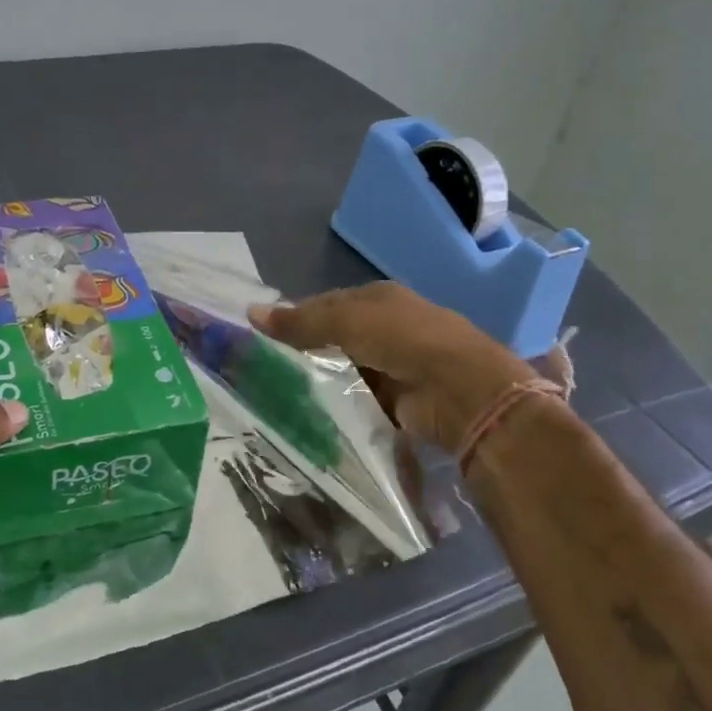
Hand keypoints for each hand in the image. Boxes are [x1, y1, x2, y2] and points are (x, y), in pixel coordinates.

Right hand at [249, 282, 533, 451]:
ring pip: (344, 368)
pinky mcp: (397, 398)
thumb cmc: (404, 340)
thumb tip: (251, 312)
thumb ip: (301, 321)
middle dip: (304, 351)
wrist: (461, 391)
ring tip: (277, 392)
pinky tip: (309, 412)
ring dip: (319, 379)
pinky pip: (356, 397)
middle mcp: (387, 327)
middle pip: (335, 337)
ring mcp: (394, 364)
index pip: (326, 304)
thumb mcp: (348, 322)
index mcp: (378, 298)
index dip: (295, 316)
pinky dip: (337, 403)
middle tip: (264, 368)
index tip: (262, 335)